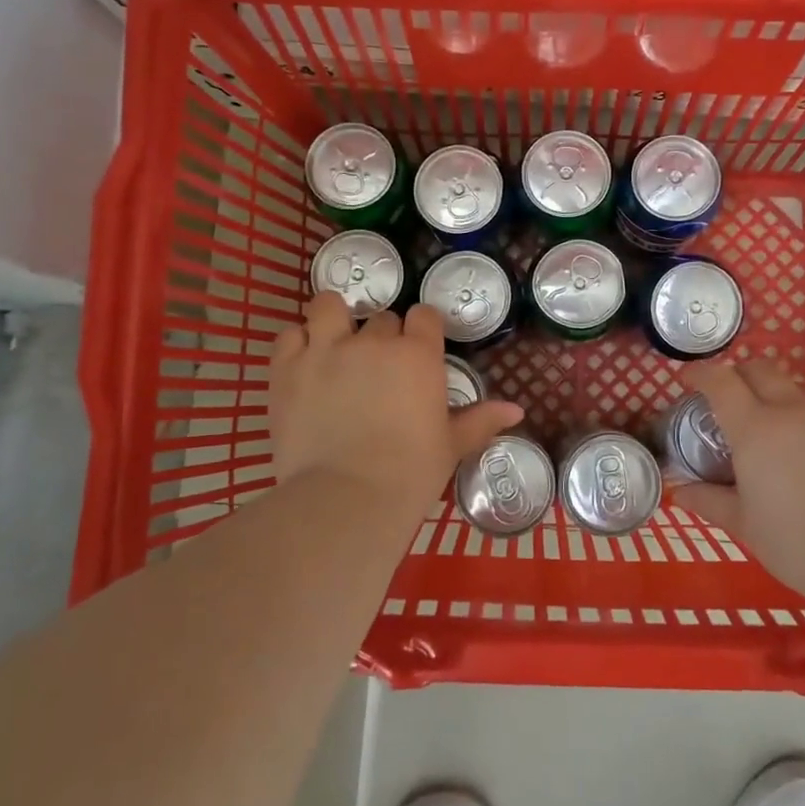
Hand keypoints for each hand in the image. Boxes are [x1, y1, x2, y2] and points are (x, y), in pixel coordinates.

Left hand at [270, 293, 523, 520]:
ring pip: (329, 306)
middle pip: (381, 319)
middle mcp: (373, 341)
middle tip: (378, 371)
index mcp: (418, 354)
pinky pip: (289, 334)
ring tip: (334, 344)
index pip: (424, 315)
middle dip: (382, 337)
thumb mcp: (451, 446)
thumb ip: (481, 420)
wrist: (347, 499)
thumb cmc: (410, 474)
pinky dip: (297, 343)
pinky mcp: (287, 367)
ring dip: (334, 319)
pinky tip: (304, 362)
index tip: (418, 351)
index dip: (421, 331)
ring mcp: (326, 349)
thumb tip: (517, 410)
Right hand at [673, 359, 804, 605]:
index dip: (700, 373)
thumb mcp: (743, 524)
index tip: (687, 381)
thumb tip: (679, 490)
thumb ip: (708, 500)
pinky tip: (795, 455)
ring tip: (759, 430)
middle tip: (722, 400)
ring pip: (790, 389)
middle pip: (759, 369)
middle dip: (736, 374)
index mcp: (755, 428)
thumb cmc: (796, 542)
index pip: (721, 381)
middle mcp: (790, 413)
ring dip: (768, 395)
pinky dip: (795, 419)